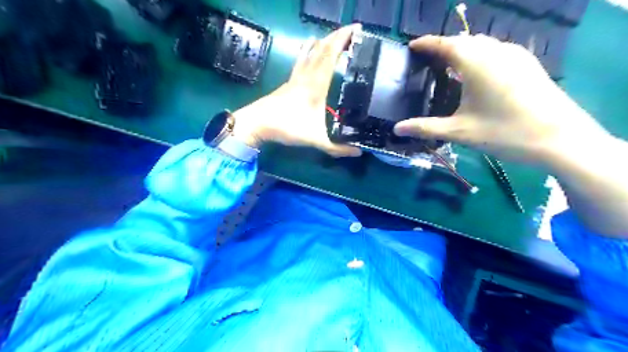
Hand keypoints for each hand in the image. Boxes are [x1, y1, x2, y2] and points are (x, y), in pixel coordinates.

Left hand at [228, 24, 360, 156]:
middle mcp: (306, 76)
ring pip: (310, 52)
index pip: (331, 55)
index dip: (344, 39)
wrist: (257, 124)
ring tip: (332, 35)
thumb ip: (337, 147)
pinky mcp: (288, 82)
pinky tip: (307, 45)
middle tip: (351, 30)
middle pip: (322, 49)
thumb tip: (359, 152)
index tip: (357, 28)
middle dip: (337, 36)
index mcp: (316, 84)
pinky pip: (301, 60)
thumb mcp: (316, 139)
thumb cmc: (287, 127)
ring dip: (323, 41)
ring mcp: (295, 78)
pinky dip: (308, 50)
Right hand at [391, 34, 607, 162]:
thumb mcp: (459, 131)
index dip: (426, 43)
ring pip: (482, 44)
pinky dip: (479, 56)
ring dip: (462, 50)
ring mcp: (516, 56)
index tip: (411, 47)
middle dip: (443, 46)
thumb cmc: (504, 132)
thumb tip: (396, 129)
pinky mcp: (528, 64)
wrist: (560, 140)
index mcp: (477, 63)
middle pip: (464, 41)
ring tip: (447, 66)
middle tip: (426, 61)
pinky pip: (496, 51)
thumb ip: (425, 127)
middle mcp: (497, 52)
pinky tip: (475, 74)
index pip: (446, 44)